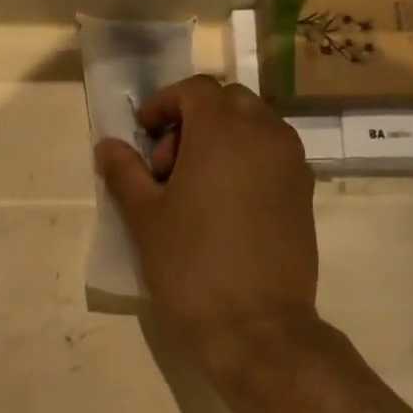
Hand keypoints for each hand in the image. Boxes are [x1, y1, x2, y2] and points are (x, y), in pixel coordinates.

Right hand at [95, 75, 319, 362]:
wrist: (254, 322)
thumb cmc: (190, 265)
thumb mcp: (144, 218)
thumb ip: (124, 173)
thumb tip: (109, 145)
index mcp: (222, 132)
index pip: (196, 89)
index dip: (164, 103)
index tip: (143, 134)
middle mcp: (265, 134)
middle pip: (229, 101)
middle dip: (193, 120)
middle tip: (166, 167)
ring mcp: (292, 164)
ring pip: (255, 126)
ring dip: (222, 139)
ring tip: (194, 188)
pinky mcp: (304, 193)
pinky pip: (272, 156)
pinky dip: (245, 161)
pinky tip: (223, 207)